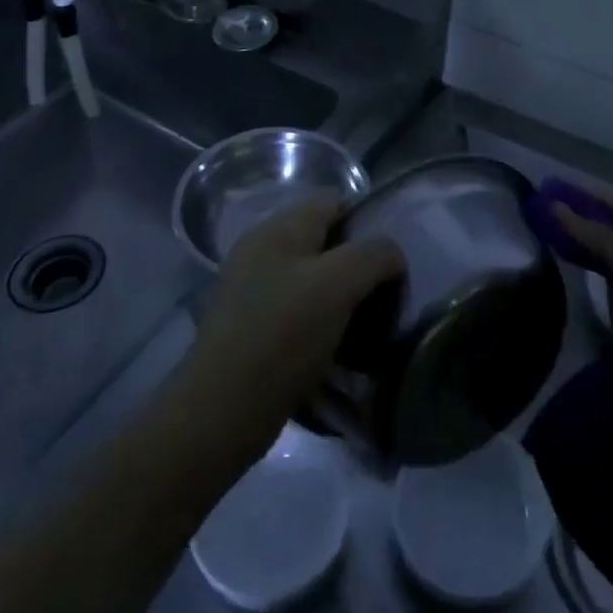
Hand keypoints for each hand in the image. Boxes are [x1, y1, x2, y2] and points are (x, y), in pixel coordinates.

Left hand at [181, 196, 405, 467]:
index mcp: (280, 227)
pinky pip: (297, 308)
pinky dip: (321, 321)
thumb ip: (374, 255)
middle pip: (325, 239)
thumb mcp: (338, 284)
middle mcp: (262, 247)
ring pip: (313, 276)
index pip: (335, 200)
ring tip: (366, 325)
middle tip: (384, 295)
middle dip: (358, 263)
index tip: (391, 260)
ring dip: (342, 296)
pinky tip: (337, 347)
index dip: (368, 221)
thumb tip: (391, 256)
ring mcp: (252, 286)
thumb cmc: (283, 334)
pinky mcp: (251, 324)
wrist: (221, 411)